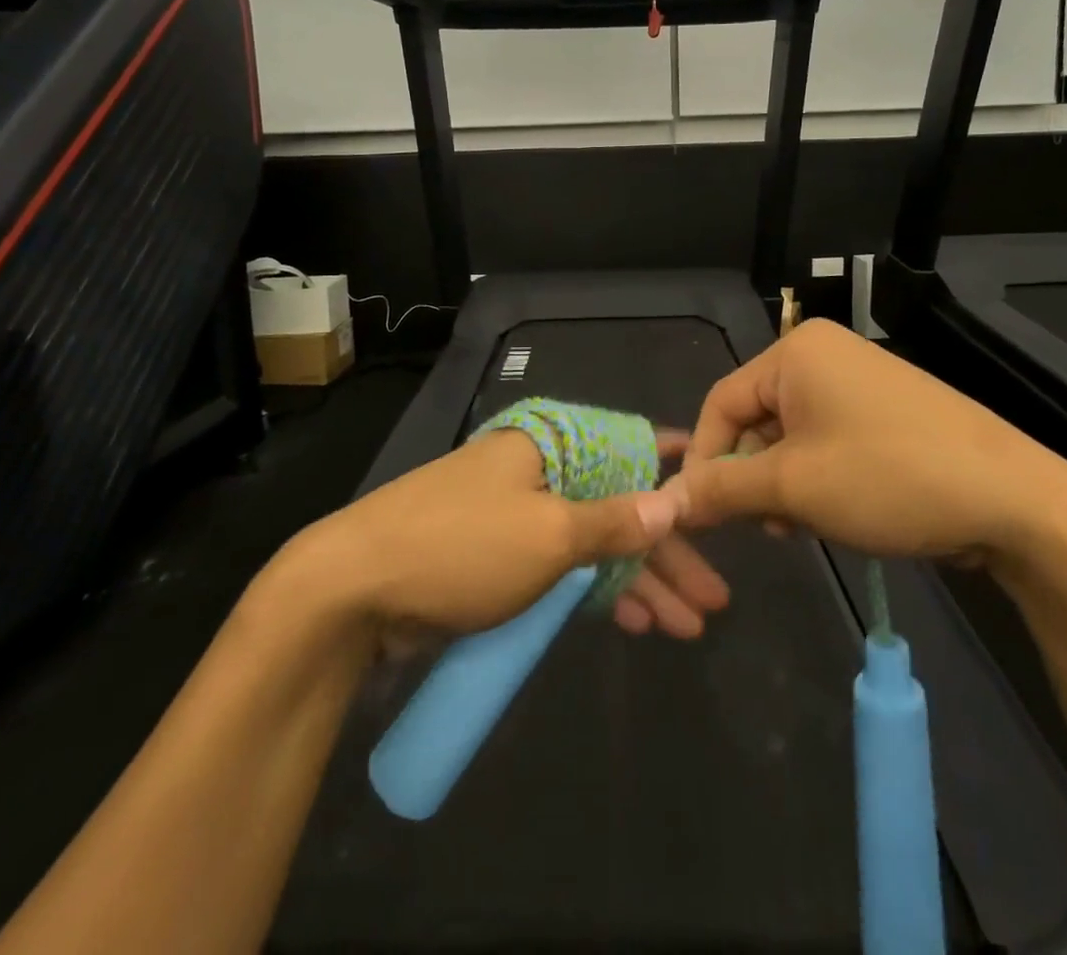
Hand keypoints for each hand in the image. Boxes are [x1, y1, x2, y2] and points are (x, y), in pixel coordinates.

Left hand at [285, 426, 729, 651]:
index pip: (624, 443)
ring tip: (688, 624)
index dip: (671, 465)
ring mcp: (515, 518)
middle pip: (616, 506)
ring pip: (592, 545)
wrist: (351, 592)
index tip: (715, 483)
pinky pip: (562, 571)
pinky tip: (634, 622)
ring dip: (638, 582)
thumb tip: (674, 501)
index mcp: (547, 447)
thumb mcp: (548, 534)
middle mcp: (535, 473)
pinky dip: (597, 595)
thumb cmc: (461, 547)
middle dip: (665, 552)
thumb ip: (615, 521)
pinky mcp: (496, 561)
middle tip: (714, 597)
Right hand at [673, 319, 1066, 570]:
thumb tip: (666, 501)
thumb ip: (721, 489)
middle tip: (763, 525)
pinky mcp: (887, 411)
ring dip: (783, 483)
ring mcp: (860, 382)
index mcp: (796, 352)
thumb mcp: (793, 486)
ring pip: (791, 435)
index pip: (721, 402)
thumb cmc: (888, 477)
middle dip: (751, 475)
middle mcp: (824, 355)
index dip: (706, 459)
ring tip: (800, 526)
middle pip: (756, 418)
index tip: (702, 513)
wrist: (1016, 501)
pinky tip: (832, 514)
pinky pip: (828, 440)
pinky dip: (818, 477)